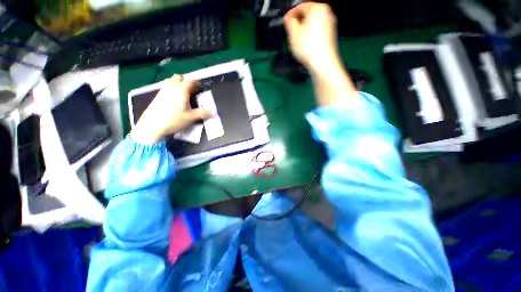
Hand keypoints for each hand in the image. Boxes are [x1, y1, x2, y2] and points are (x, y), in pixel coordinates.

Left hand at [130, 74, 211, 143]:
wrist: (152, 125)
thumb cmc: (174, 120)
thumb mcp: (191, 118)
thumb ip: (203, 113)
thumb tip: (213, 112)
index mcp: (181, 90)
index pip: (190, 82)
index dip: (196, 83)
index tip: (200, 87)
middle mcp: (171, 87)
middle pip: (179, 78)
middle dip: (186, 81)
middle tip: (191, 90)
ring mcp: (163, 91)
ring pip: (170, 81)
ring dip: (177, 84)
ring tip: (182, 93)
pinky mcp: (157, 96)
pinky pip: (165, 87)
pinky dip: (171, 89)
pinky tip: (173, 99)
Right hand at [284, 2, 339, 74]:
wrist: (323, 63)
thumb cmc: (307, 47)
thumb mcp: (293, 33)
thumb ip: (289, 21)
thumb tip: (288, 18)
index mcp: (318, 8)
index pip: (300, 6)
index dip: (291, 14)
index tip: (285, 23)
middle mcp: (327, 13)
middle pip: (308, 15)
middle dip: (298, 23)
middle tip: (291, 33)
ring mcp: (330, 25)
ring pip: (313, 25)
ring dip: (304, 31)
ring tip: (298, 42)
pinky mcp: (330, 36)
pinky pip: (317, 32)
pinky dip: (311, 36)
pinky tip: (306, 46)